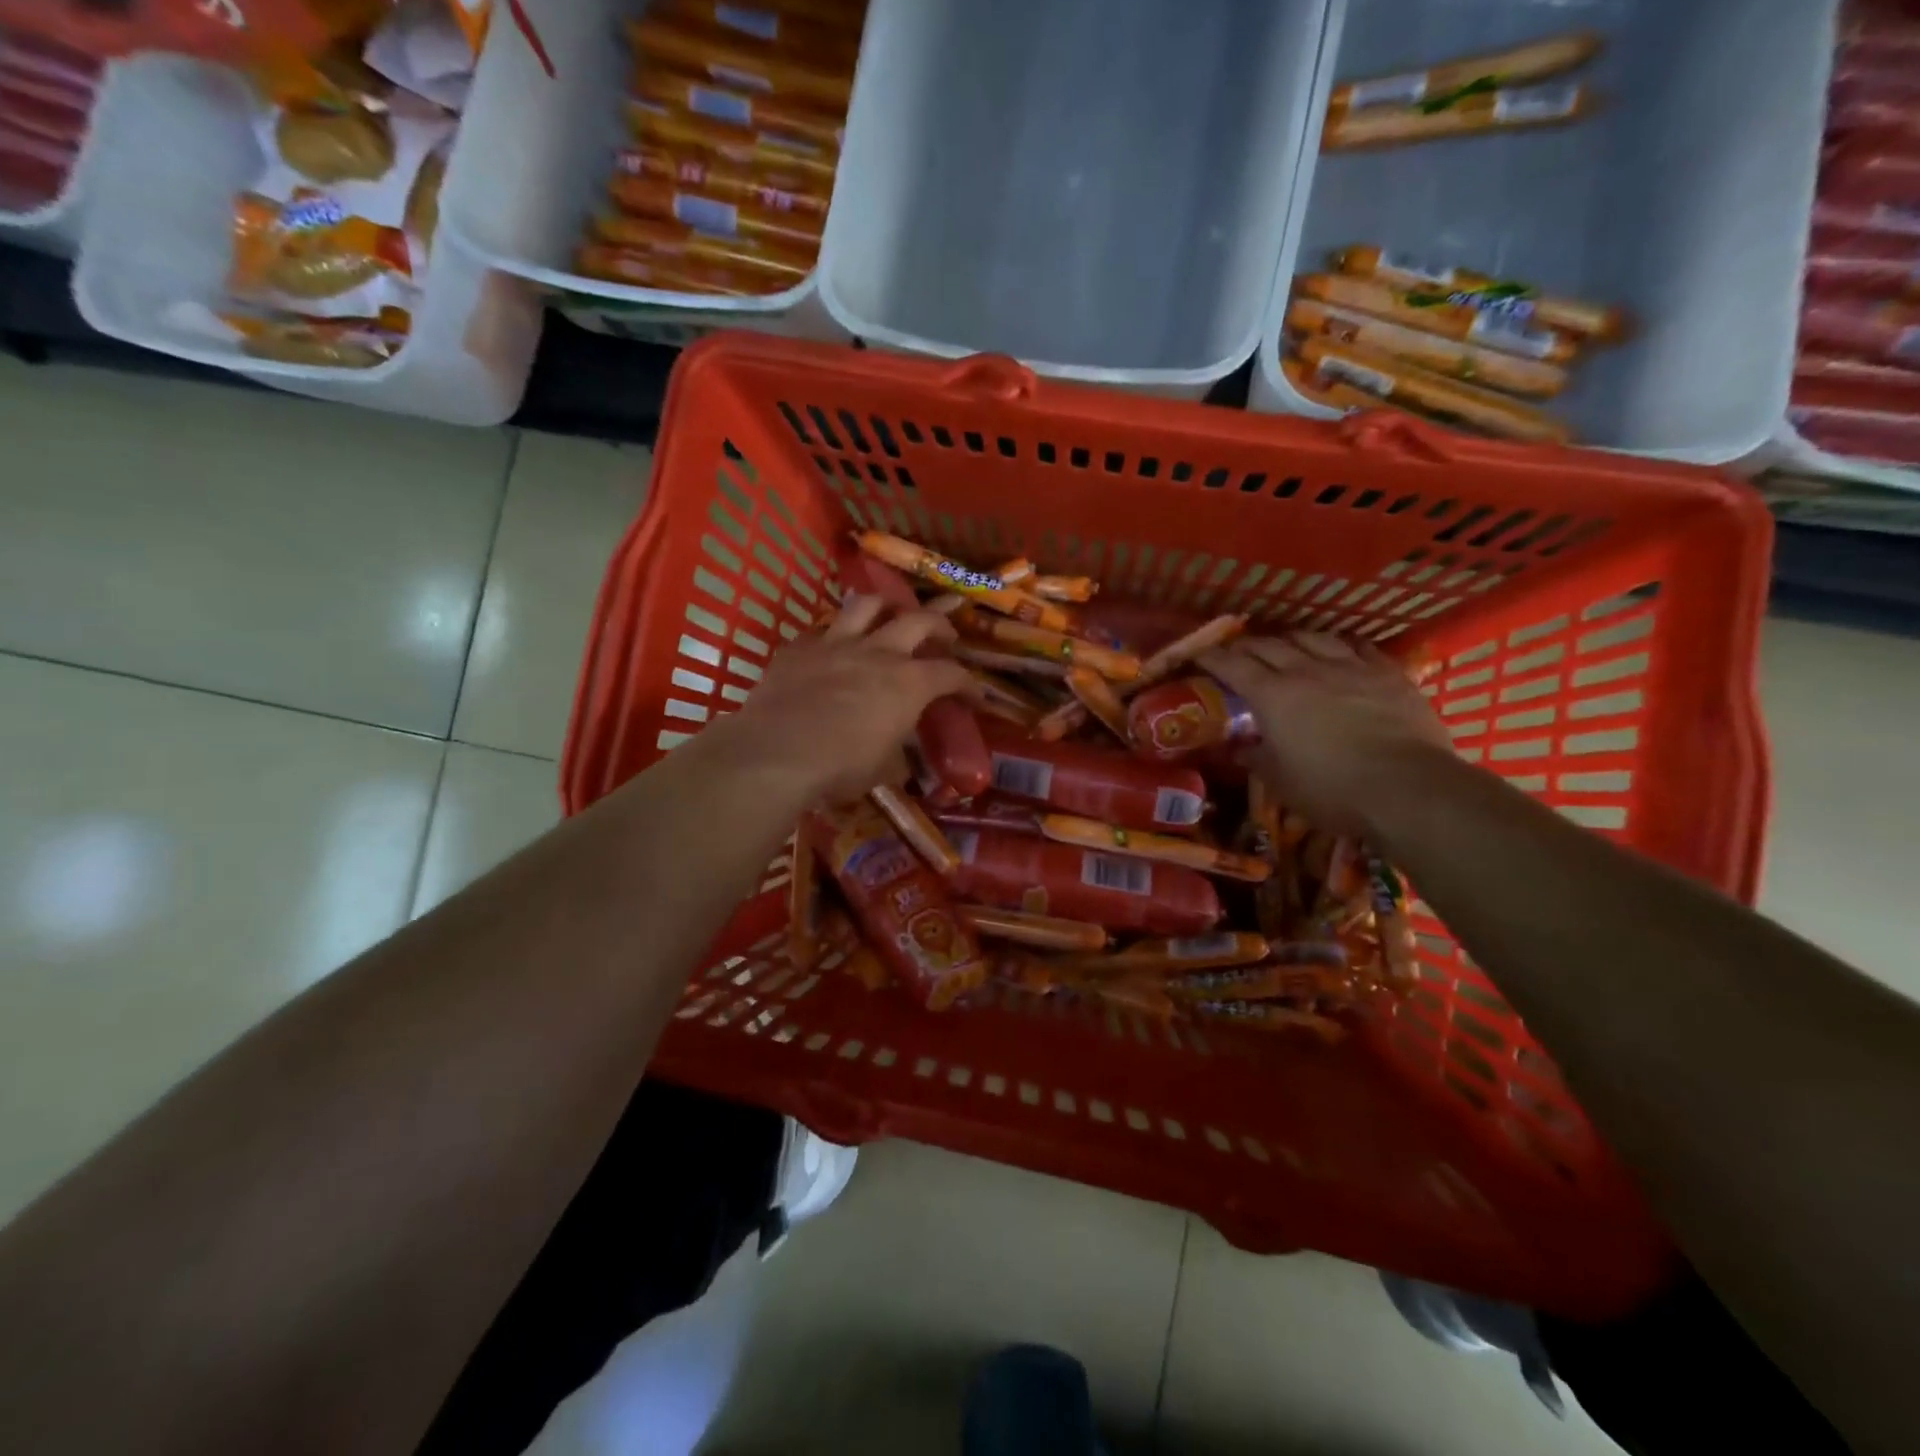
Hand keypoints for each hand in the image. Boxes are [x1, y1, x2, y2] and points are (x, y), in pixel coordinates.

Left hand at [725, 594, 971, 804]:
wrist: (776, 753)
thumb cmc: (840, 767)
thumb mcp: (882, 770)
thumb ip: (897, 756)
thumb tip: (901, 760)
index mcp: (909, 683)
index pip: (952, 674)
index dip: (968, 685)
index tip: (975, 697)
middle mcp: (878, 652)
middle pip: (919, 620)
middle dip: (939, 624)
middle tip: (945, 636)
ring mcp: (835, 643)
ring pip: (868, 605)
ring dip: (886, 607)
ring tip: (890, 616)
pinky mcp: (798, 648)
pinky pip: (821, 630)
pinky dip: (833, 636)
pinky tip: (832, 649)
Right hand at [1200, 633, 1451, 835]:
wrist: (1407, 788)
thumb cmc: (1330, 788)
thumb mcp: (1280, 781)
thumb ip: (1256, 758)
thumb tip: (1240, 749)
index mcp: (1273, 696)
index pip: (1233, 666)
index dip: (1213, 658)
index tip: (1199, 655)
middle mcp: (1307, 671)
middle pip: (1270, 645)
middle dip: (1248, 645)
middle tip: (1237, 651)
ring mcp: (1351, 668)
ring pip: (1314, 638)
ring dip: (1292, 639)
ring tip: (1286, 644)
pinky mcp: (1388, 674)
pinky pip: (1358, 648)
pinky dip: (1340, 645)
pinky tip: (1340, 649)